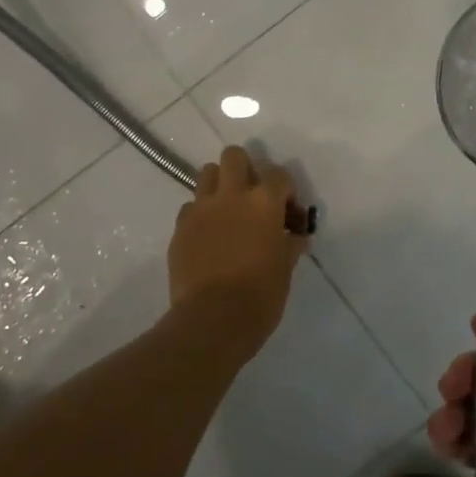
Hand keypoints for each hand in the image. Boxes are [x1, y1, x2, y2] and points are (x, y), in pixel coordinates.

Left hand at [168, 146, 308, 352]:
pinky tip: (208, 236)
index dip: (285, 190)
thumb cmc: (260, 295)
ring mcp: (201, 209)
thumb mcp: (285, 269)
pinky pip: (190, 207)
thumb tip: (295, 237)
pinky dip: (200, 214)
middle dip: (245, 169)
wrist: (212, 320)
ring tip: (227, 210)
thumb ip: (289, 244)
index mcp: (263, 202)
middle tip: (252, 196)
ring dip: (219, 184)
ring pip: (206, 173)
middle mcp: (231, 195)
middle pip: (234, 156)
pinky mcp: (180, 227)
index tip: (287, 212)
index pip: (278, 174)